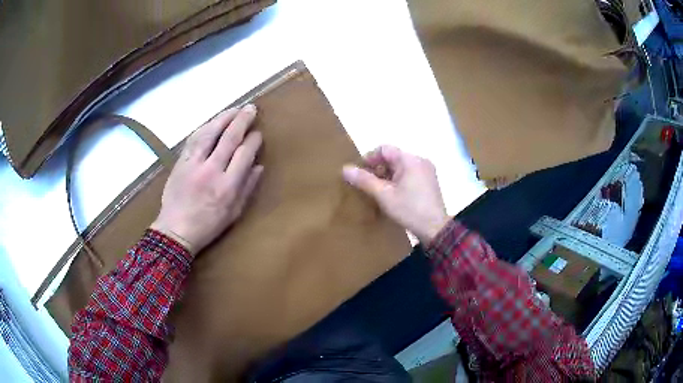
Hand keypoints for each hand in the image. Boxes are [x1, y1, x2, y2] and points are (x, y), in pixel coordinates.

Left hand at [151, 105, 262, 254]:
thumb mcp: (234, 213)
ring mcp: (193, 164)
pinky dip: (205, 127)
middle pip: (229, 138)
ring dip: (223, 117)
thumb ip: (247, 188)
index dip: (253, 140)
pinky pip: (193, 139)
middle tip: (251, 108)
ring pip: (210, 133)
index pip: (244, 153)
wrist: (175, 231)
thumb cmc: (208, 226)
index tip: (258, 133)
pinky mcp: (180, 162)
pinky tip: (212, 121)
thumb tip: (259, 166)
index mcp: (227, 186)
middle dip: (242, 120)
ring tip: (234, 109)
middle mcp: (211, 170)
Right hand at [342, 145, 449, 244]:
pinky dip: (398, 180)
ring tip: (378, 191)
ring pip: (401, 166)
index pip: (384, 149)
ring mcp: (427, 170)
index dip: (369, 158)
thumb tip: (345, 169)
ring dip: (387, 175)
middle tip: (368, 184)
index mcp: (410, 159)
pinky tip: (393, 194)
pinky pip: (409, 173)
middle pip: (393, 157)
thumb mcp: (383, 195)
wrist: (435, 229)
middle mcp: (420, 160)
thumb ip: (364, 180)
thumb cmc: (409, 210)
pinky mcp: (430, 181)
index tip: (360, 173)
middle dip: (378, 168)